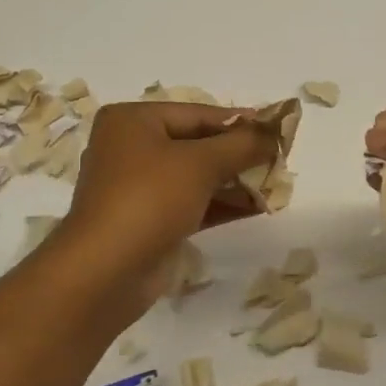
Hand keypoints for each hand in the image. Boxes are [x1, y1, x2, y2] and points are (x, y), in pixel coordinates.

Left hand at [57, 102, 277, 301]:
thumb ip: (242, 144)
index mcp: (133, 121)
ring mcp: (139, 188)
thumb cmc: (149, 199)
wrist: (105, 272)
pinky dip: (223, 204)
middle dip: (239, 154)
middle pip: (198, 144)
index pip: (198, 114)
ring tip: (276, 186)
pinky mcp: (149, 221)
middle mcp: (132, 149)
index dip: (241, 122)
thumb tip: (275, 132)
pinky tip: (259, 208)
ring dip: (236, 181)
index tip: (279, 129)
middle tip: (279, 161)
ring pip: (197, 176)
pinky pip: (193, 204)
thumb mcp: (201, 163)